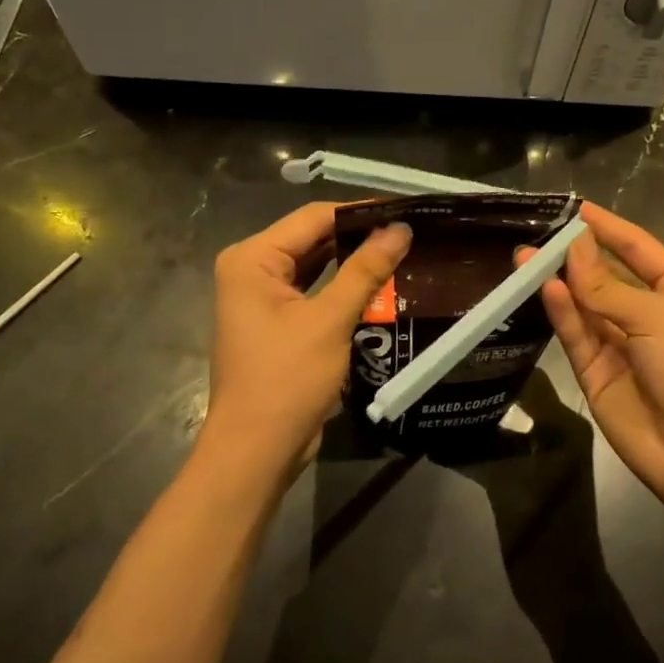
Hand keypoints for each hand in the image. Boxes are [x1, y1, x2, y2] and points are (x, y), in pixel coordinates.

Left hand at [198, 204, 410, 493]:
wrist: (256, 452)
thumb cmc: (286, 380)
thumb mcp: (330, 320)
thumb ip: (366, 270)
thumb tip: (401, 228)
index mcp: (253, 259)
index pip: (313, 218)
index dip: (360, 212)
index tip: (405, 211)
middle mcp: (252, 270)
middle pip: (314, 239)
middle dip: (360, 236)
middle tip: (411, 232)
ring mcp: (263, 298)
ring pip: (317, 266)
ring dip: (355, 262)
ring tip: (404, 252)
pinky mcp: (278, 323)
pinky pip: (316, 292)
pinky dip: (345, 288)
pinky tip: (382, 285)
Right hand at [531, 202, 663, 525]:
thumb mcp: (656, 317)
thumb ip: (607, 287)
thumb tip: (574, 247)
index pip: (637, 249)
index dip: (608, 228)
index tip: (576, 208)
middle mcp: (646, 313)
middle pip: (604, 275)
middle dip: (574, 255)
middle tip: (538, 235)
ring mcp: (619, 343)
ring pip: (583, 304)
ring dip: (558, 280)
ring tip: (525, 257)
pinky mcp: (595, 372)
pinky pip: (576, 334)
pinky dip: (561, 312)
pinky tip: (544, 287)